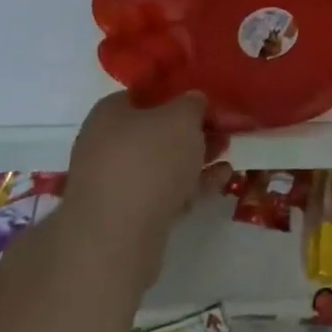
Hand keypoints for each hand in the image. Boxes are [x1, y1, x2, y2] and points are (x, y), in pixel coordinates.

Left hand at [62, 92, 230, 267]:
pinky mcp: (125, 217)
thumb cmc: (149, 160)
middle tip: (221, 131)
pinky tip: (220, 181)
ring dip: (194, 159)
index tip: (205, 102)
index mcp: (110, 113)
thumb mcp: (182, 117)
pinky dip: (190, 186)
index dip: (176, 95)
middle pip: (155, 131)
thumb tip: (192, 102)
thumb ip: (192, 103)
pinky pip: (163, 193)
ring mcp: (113, 184)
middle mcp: (104, 145)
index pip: (144, 94)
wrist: (117, 237)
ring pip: (161, 164)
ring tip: (227, 156)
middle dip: (191, 132)